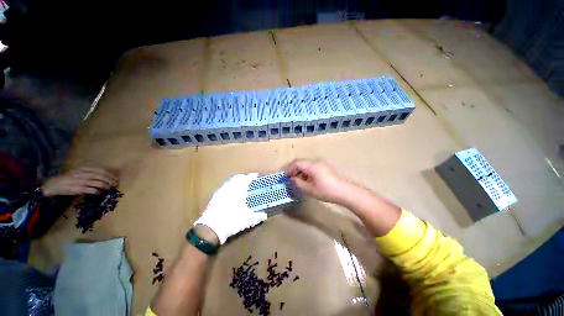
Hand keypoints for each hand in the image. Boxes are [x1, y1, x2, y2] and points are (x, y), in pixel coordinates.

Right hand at [41, 167, 118, 196]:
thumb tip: (103, 176)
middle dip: (110, 180)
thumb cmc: (69, 178)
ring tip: (109, 189)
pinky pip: (92, 190)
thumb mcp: (80, 172)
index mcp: (84, 169)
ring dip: (106, 186)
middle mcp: (84, 174)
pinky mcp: (79, 189)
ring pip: (99, 183)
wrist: (54, 184)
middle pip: (102, 177)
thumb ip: (90, 173)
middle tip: (115, 184)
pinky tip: (100, 193)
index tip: (116, 178)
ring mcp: (82, 181)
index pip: (101, 171)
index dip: (110, 175)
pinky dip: (98, 191)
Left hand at [194, 173, 266, 244]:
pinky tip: (229, 193)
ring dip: (235, 181)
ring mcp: (221, 192)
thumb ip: (258, 217)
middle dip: (243, 177)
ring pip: (229, 181)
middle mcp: (229, 188)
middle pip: (237, 178)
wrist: (211, 228)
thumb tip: (265, 215)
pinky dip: (228, 186)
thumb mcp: (248, 220)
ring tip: (239, 185)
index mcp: (239, 191)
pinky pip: (223, 187)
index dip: (251, 176)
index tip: (255, 175)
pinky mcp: (214, 197)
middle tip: (247, 179)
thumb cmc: (232, 221)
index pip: (246, 179)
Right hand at [285, 159, 349, 204]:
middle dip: (295, 170)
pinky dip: (307, 172)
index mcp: (312, 166)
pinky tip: (307, 180)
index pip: (297, 163)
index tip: (286, 177)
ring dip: (301, 171)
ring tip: (299, 181)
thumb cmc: (326, 191)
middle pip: (301, 163)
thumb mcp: (309, 189)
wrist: (344, 192)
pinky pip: (312, 167)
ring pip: (307, 165)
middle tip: (291, 179)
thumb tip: (292, 179)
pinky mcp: (324, 167)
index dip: (290, 169)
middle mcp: (316, 162)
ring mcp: (321, 164)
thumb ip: (298, 183)